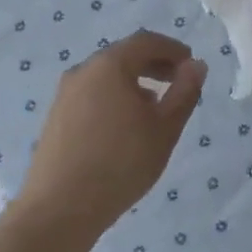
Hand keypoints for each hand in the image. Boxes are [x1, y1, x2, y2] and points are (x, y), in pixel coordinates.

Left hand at [22, 30, 207, 234]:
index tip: (191, 64)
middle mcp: (83, 71)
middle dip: (154, 64)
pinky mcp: (55, 117)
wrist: (59, 209)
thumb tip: (196, 65)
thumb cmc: (121, 163)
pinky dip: (114, 97)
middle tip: (177, 82)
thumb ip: (185, 92)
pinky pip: (92, 94)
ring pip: (106, 76)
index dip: (172, 49)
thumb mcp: (165, 128)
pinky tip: (124, 126)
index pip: (146, 41)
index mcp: (110, 65)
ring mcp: (65, 94)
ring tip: (154, 106)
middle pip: (124, 55)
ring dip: (134, 82)